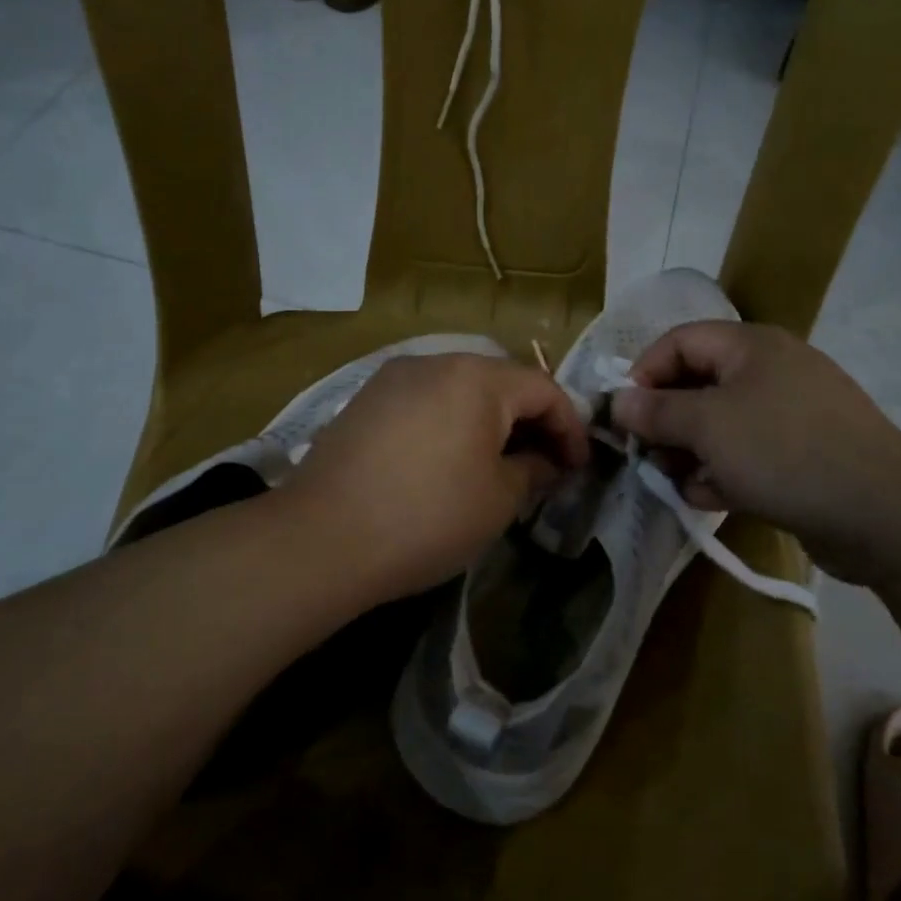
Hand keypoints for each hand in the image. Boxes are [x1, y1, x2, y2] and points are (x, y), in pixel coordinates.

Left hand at [277, 353, 589, 606]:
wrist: (322, 537)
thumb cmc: (426, 517)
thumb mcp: (497, 500)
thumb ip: (533, 471)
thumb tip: (546, 463)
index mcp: (477, 378)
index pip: (544, 389)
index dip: (570, 427)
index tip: (579, 468)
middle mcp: (436, 362)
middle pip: (501, 382)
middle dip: (530, 422)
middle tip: (543, 466)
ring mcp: (395, 377)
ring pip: (461, 388)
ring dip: (489, 421)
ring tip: (498, 464)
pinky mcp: (366, 399)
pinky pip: (425, 400)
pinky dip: (450, 422)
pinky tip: (446, 461)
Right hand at [609, 321, 900, 584]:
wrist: (883, 515)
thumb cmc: (784, 452)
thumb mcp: (708, 427)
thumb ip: (656, 411)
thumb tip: (617, 401)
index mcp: (751, 346)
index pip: (679, 341)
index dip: (644, 372)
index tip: (624, 414)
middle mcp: (771, 371)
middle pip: (698, 384)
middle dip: (666, 420)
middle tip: (645, 454)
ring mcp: (791, 414)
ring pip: (721, 424)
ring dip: (690, 452)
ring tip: (674, 481)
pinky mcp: (803, 454)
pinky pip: (748, 453)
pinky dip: (723, 471)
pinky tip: (708, 497)